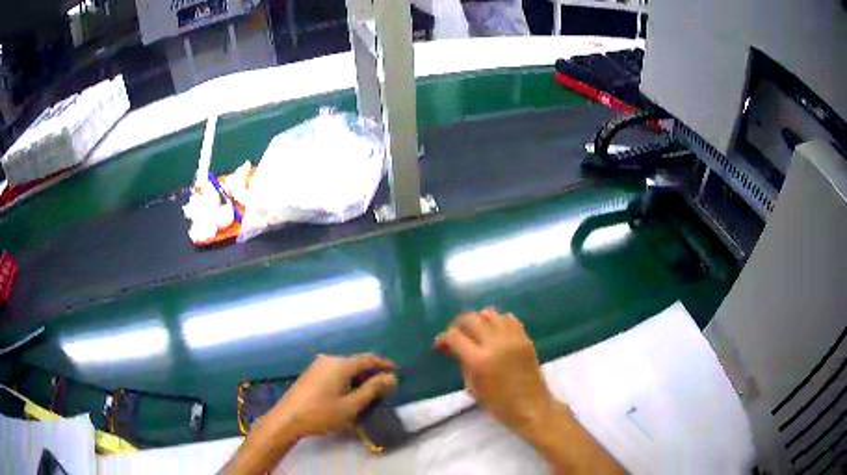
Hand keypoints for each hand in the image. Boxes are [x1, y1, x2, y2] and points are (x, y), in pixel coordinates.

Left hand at [268, 353, 397, 438]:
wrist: (287, 419)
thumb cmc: (321, 414)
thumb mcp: (351, 405)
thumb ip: (372, 390)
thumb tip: (391, 377)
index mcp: (340, 365)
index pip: (368, 359)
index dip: (384, 364)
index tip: (397, 370)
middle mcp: (329, 360)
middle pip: (356, 362)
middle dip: (371, 373)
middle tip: (384, 387)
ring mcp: (317, 366)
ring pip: (345, 368)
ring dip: (358, 377)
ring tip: (369, 392)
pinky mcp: (310, 374)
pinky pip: (334, 372)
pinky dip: (346, 379)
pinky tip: (348, 393)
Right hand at [434, 309, 554, 439]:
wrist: (531, 407)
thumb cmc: (499, 405)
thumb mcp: (473, 387)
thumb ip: (462, 363)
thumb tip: (453, 348)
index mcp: (480, 361)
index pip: (454, 336)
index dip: (442, 338)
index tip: (439, 346)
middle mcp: (496, 344)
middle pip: (471, 318)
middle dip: (458, 324)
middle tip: (455, 335)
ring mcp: (513, 339)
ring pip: (490, 313)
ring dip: (478, 319)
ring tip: (475, 331)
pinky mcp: (525, 338)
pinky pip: (508, 318)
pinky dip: (497, 320)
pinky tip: (494, 332)